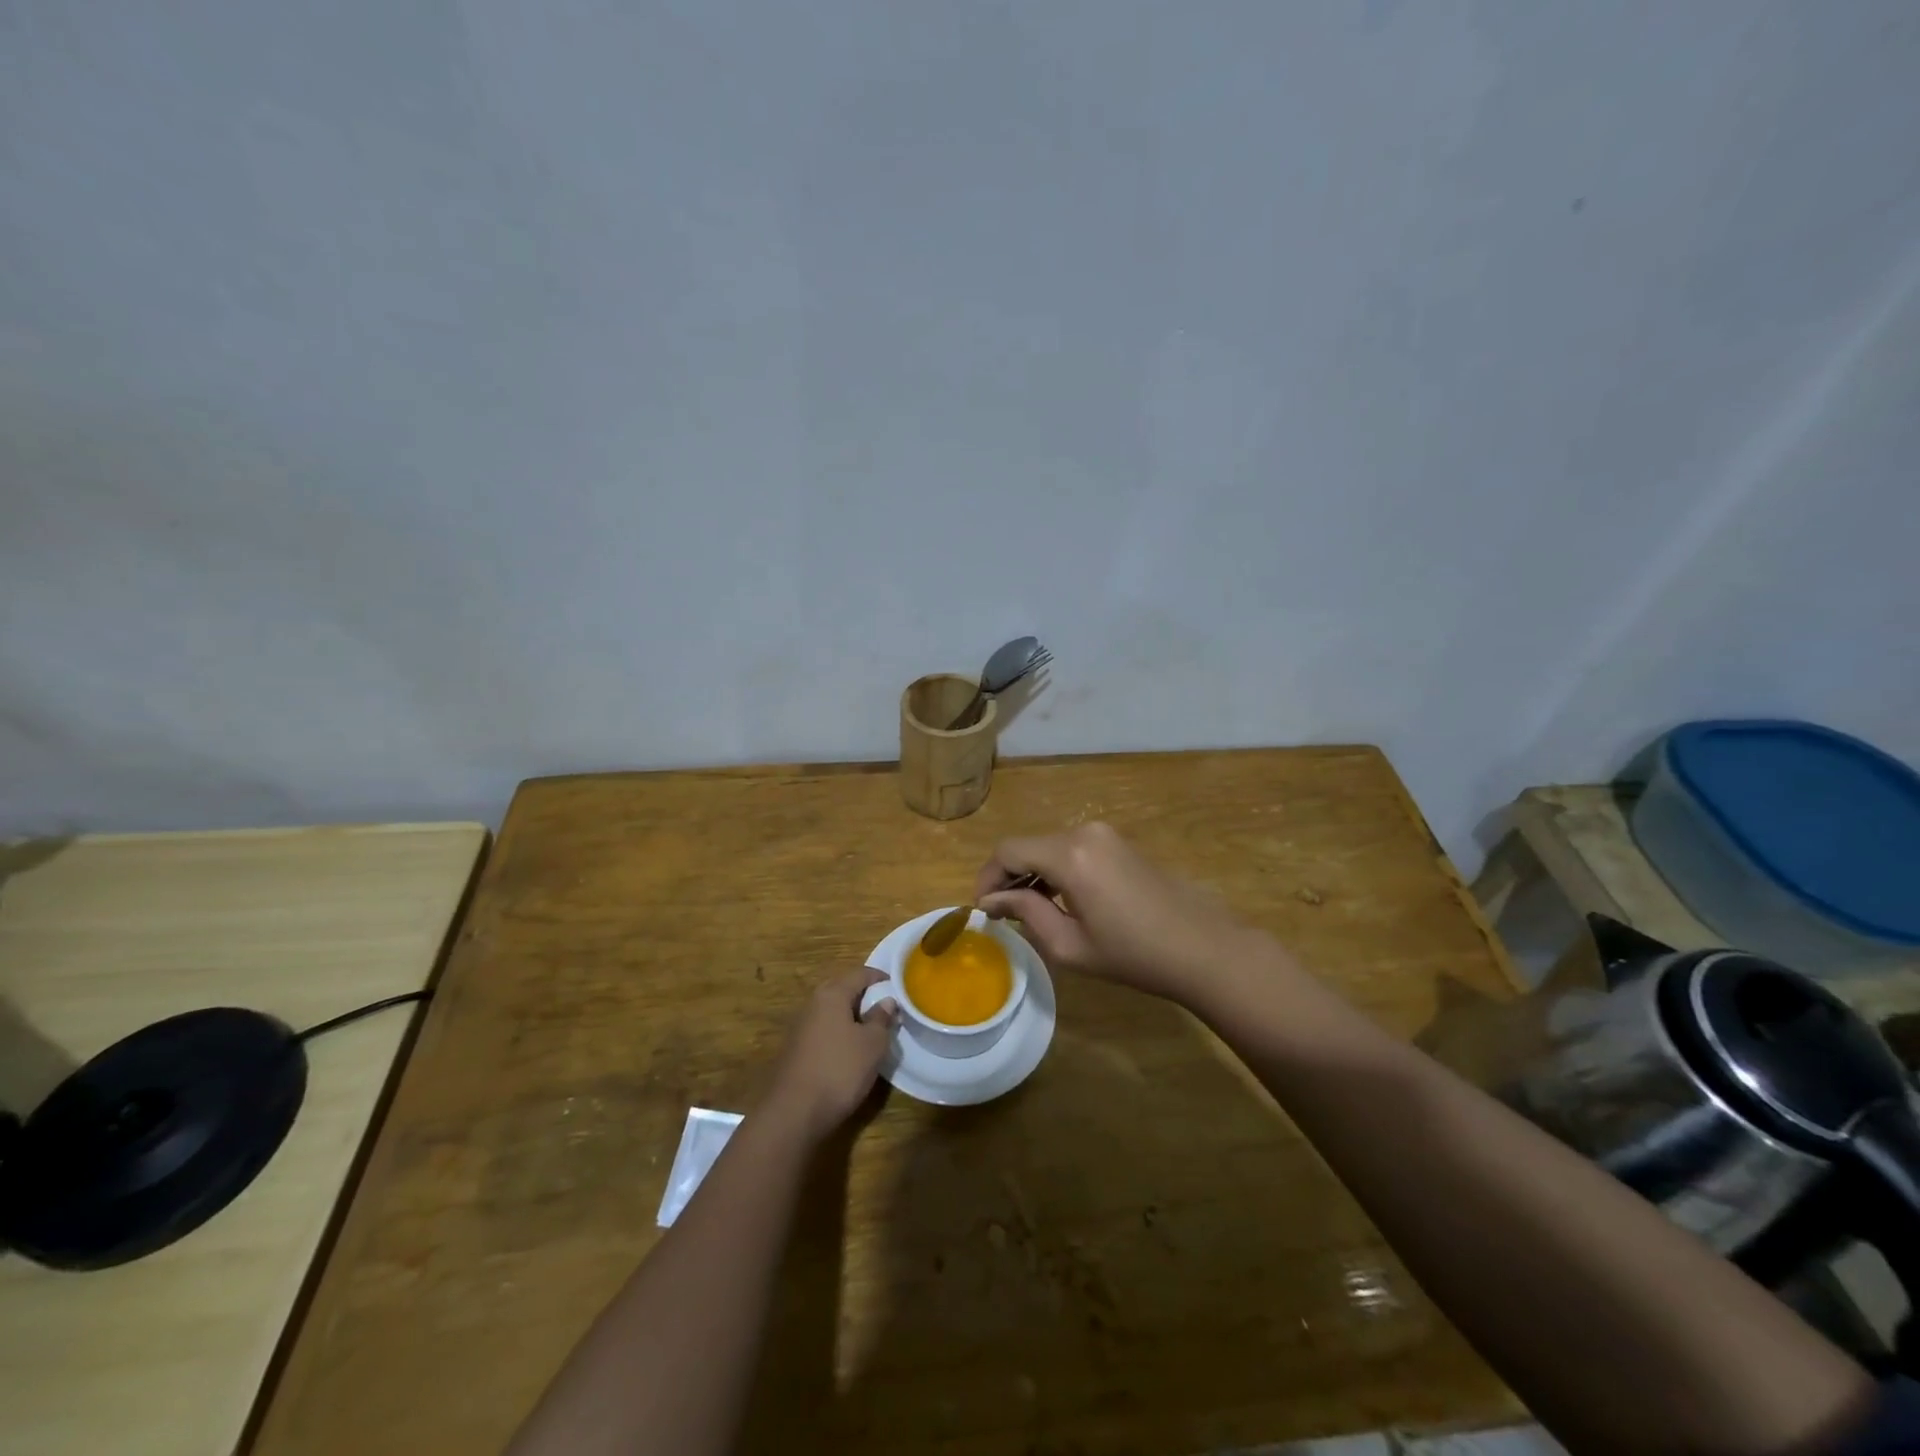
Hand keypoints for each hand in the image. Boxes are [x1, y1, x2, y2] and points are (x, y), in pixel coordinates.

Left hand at [766, 968, 898, 1139]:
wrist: (794, 1113)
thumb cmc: (839, 1070)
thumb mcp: (872, 1044)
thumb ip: (882, 1018)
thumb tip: (886, 1001)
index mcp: (832, 994)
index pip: (860, 973)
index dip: (881, 977)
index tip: (898, 987)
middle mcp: (813, 1003)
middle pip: (844, 990)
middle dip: (866, 997)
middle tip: (887, 1009)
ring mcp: (801, 1026)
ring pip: (833, 1012)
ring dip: (853, 1017)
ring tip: (873, 1031)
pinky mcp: (796, 1049)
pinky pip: (825, 1030)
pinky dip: (840, 1033)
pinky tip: (851, 1051)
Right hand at [975, 822, 1256, 1002]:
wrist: (1203, 948)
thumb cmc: (1134, 955)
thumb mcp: (1069, 944)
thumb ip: (1026, 912)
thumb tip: (993, 900)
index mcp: (1070, 855)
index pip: (1008, 851)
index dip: (988, 877)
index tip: (983, 909)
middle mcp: (1084, 832)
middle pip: (1028, 845)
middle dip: (1008, 876)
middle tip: (1001, 914)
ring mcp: (1105, 834)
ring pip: (1049, 846)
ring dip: (1032, 873)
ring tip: (1028, 911)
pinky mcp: (1119, 842)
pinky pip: (1073, 849)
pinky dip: (1056, 869)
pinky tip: (1060, 900)